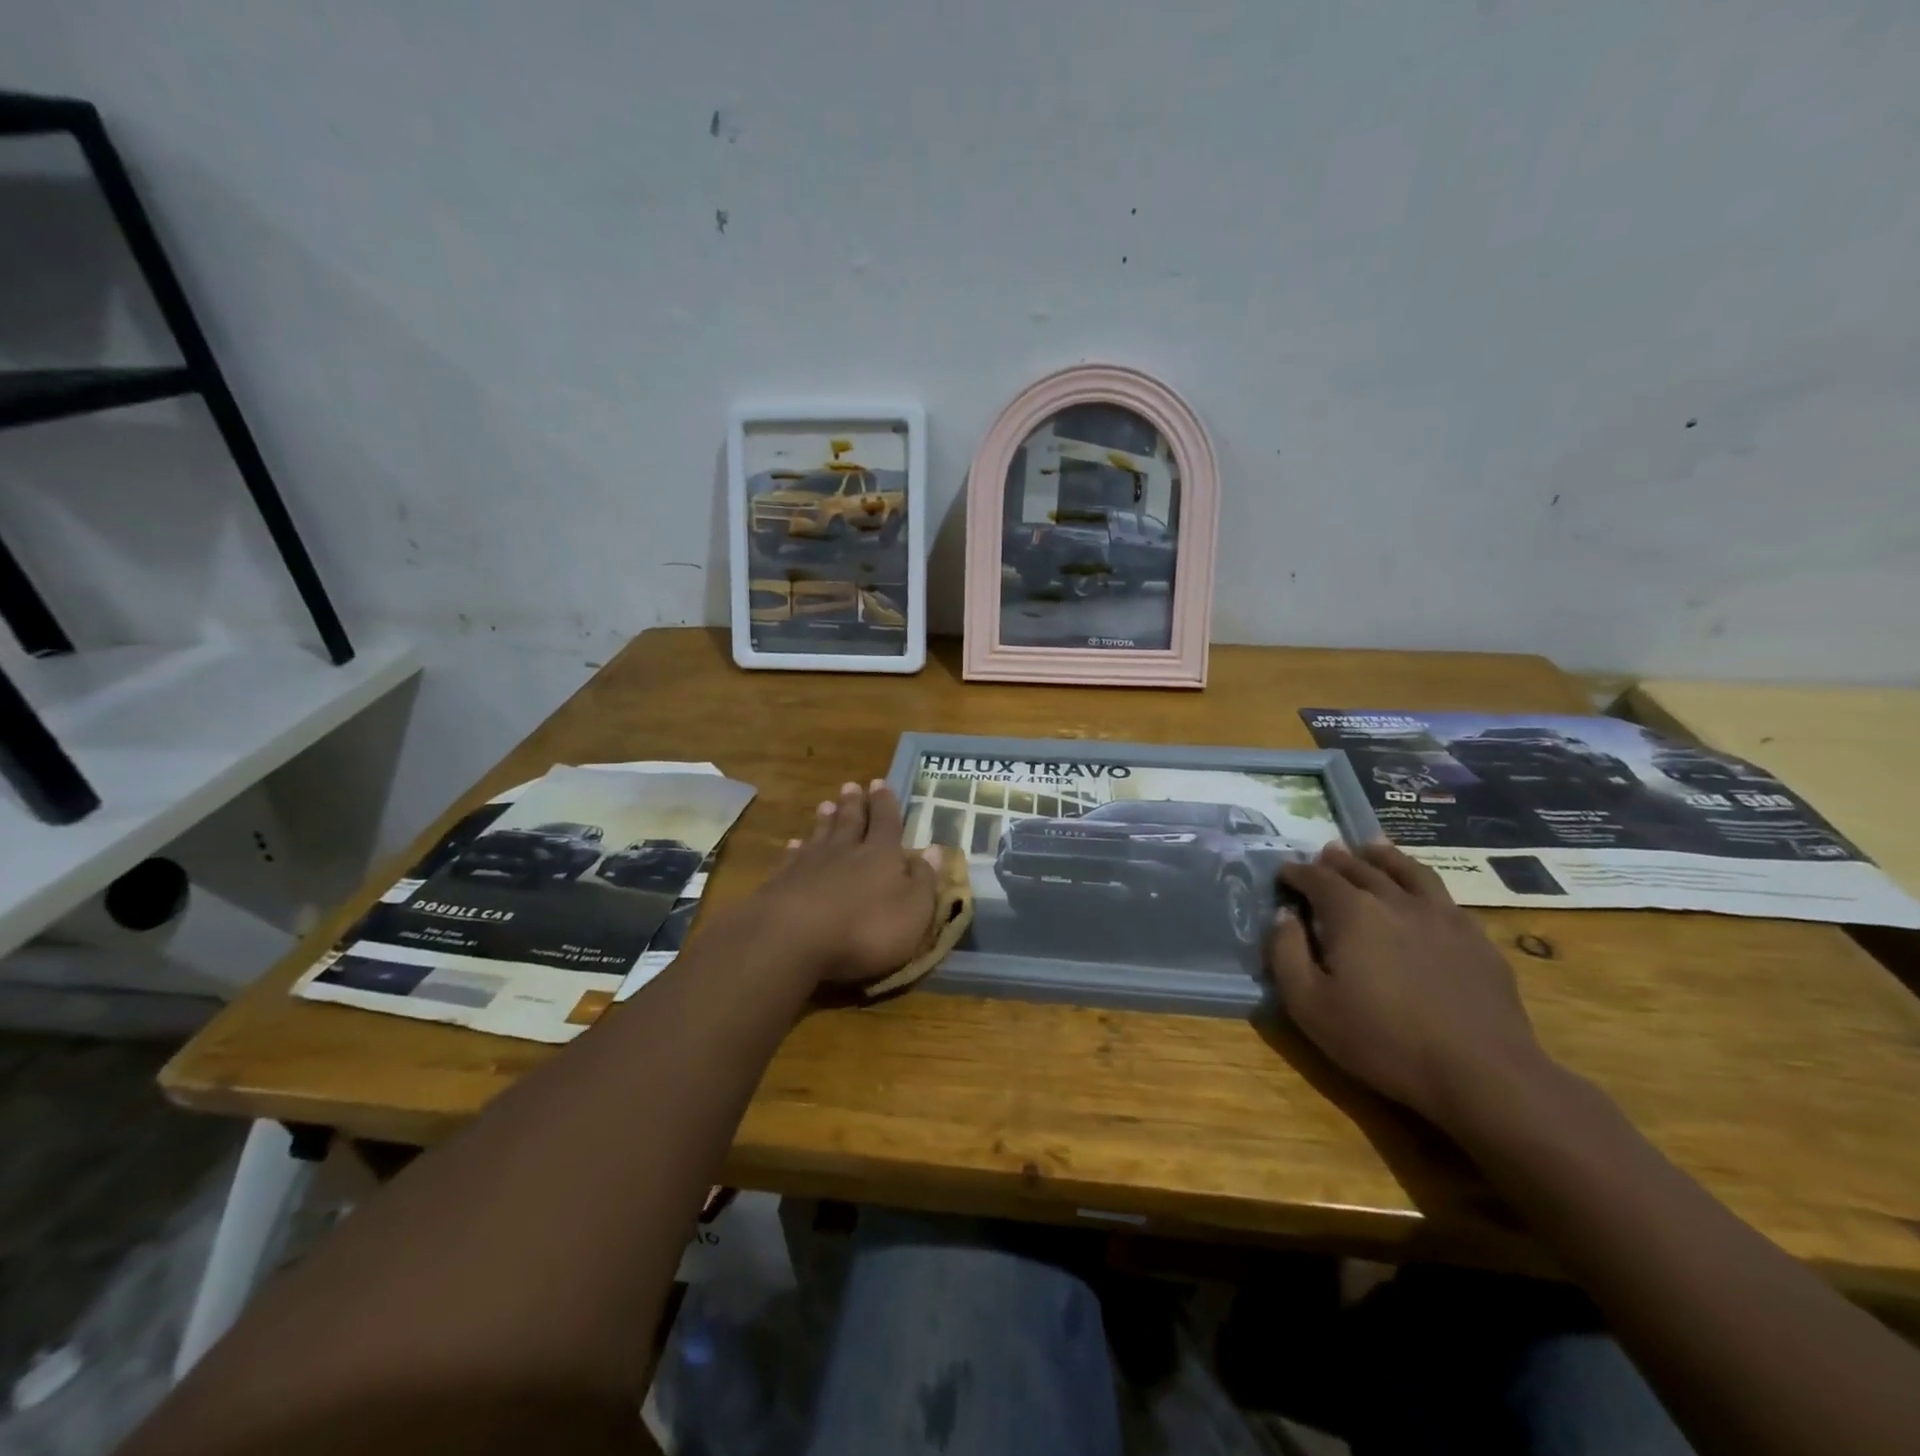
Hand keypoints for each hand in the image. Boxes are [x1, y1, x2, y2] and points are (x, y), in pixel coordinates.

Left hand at [749, 781, 940, 985]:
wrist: (794, 939)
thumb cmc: (866, 930)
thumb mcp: (913, 911)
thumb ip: (924, 880)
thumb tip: (935, 850)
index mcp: (882, 856)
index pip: (887, 823)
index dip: (885, 804)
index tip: (880, 782)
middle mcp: (846, 852)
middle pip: (851, 822)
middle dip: (854, 804)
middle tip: (851, 785)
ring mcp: (810, 865)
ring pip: (821, 835)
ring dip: (826, 820)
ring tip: (827, 804)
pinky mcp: (781, 883)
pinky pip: (791, 859)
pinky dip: (795, 849)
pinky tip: (794, 844)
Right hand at [1267, 840, 1552, 1132]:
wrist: (1481, 1072)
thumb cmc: (1382, 1040)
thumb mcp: (1309, 1005)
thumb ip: (1285, 953)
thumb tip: (1283, 915)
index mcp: (1352, 913)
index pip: (1317, 878)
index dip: (1296, 872)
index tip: (1284, 873)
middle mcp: (1395, 901)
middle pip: (1361, 868)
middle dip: (1337, 860)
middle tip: (1325, 853)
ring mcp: (1442, 916)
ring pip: (1408, 871)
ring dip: (1384, 856)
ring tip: (1372, 847)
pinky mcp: (1476, 938)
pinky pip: (1443, 896)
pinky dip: (1422, 883)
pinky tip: (1422, 892)